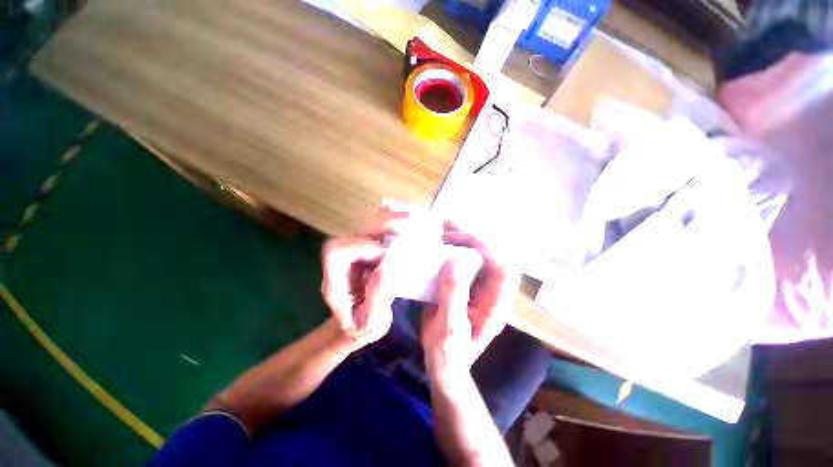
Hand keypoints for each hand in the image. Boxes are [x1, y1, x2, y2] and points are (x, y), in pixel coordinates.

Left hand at [320, 208, 408, 348]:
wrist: (354, 325)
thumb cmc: (360, 327)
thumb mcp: (370, 321)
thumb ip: (377, 295)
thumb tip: (390, 263)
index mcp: (335, 279)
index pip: (338, 251)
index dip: (362, 247)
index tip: (386, 254)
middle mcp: (343, 261)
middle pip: (355, 231)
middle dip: (381, 223)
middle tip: (409, 219)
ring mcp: (355, 254)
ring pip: (368, 227)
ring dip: (390, 219)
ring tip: (413, 214)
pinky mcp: (367, 251)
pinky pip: (378, 231)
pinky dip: (394, 223)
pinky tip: (410, 219)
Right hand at [421, 223, 518, 380]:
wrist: (444, 363)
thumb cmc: (448, 353)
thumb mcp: (450, 329)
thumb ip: (453, 297)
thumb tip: (453, 263)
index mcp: (495, 305)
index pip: (503, 268)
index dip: (486, 249)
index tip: (459, 241)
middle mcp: (491, 292)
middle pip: (492, 256)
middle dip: (473, 239)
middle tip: (448, 232)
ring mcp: (478, 287)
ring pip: (478, 256)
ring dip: (463, 240)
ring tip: (444, 229)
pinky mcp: (464, 285)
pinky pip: (463, 261)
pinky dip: (453, 248)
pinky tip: (440, 241)